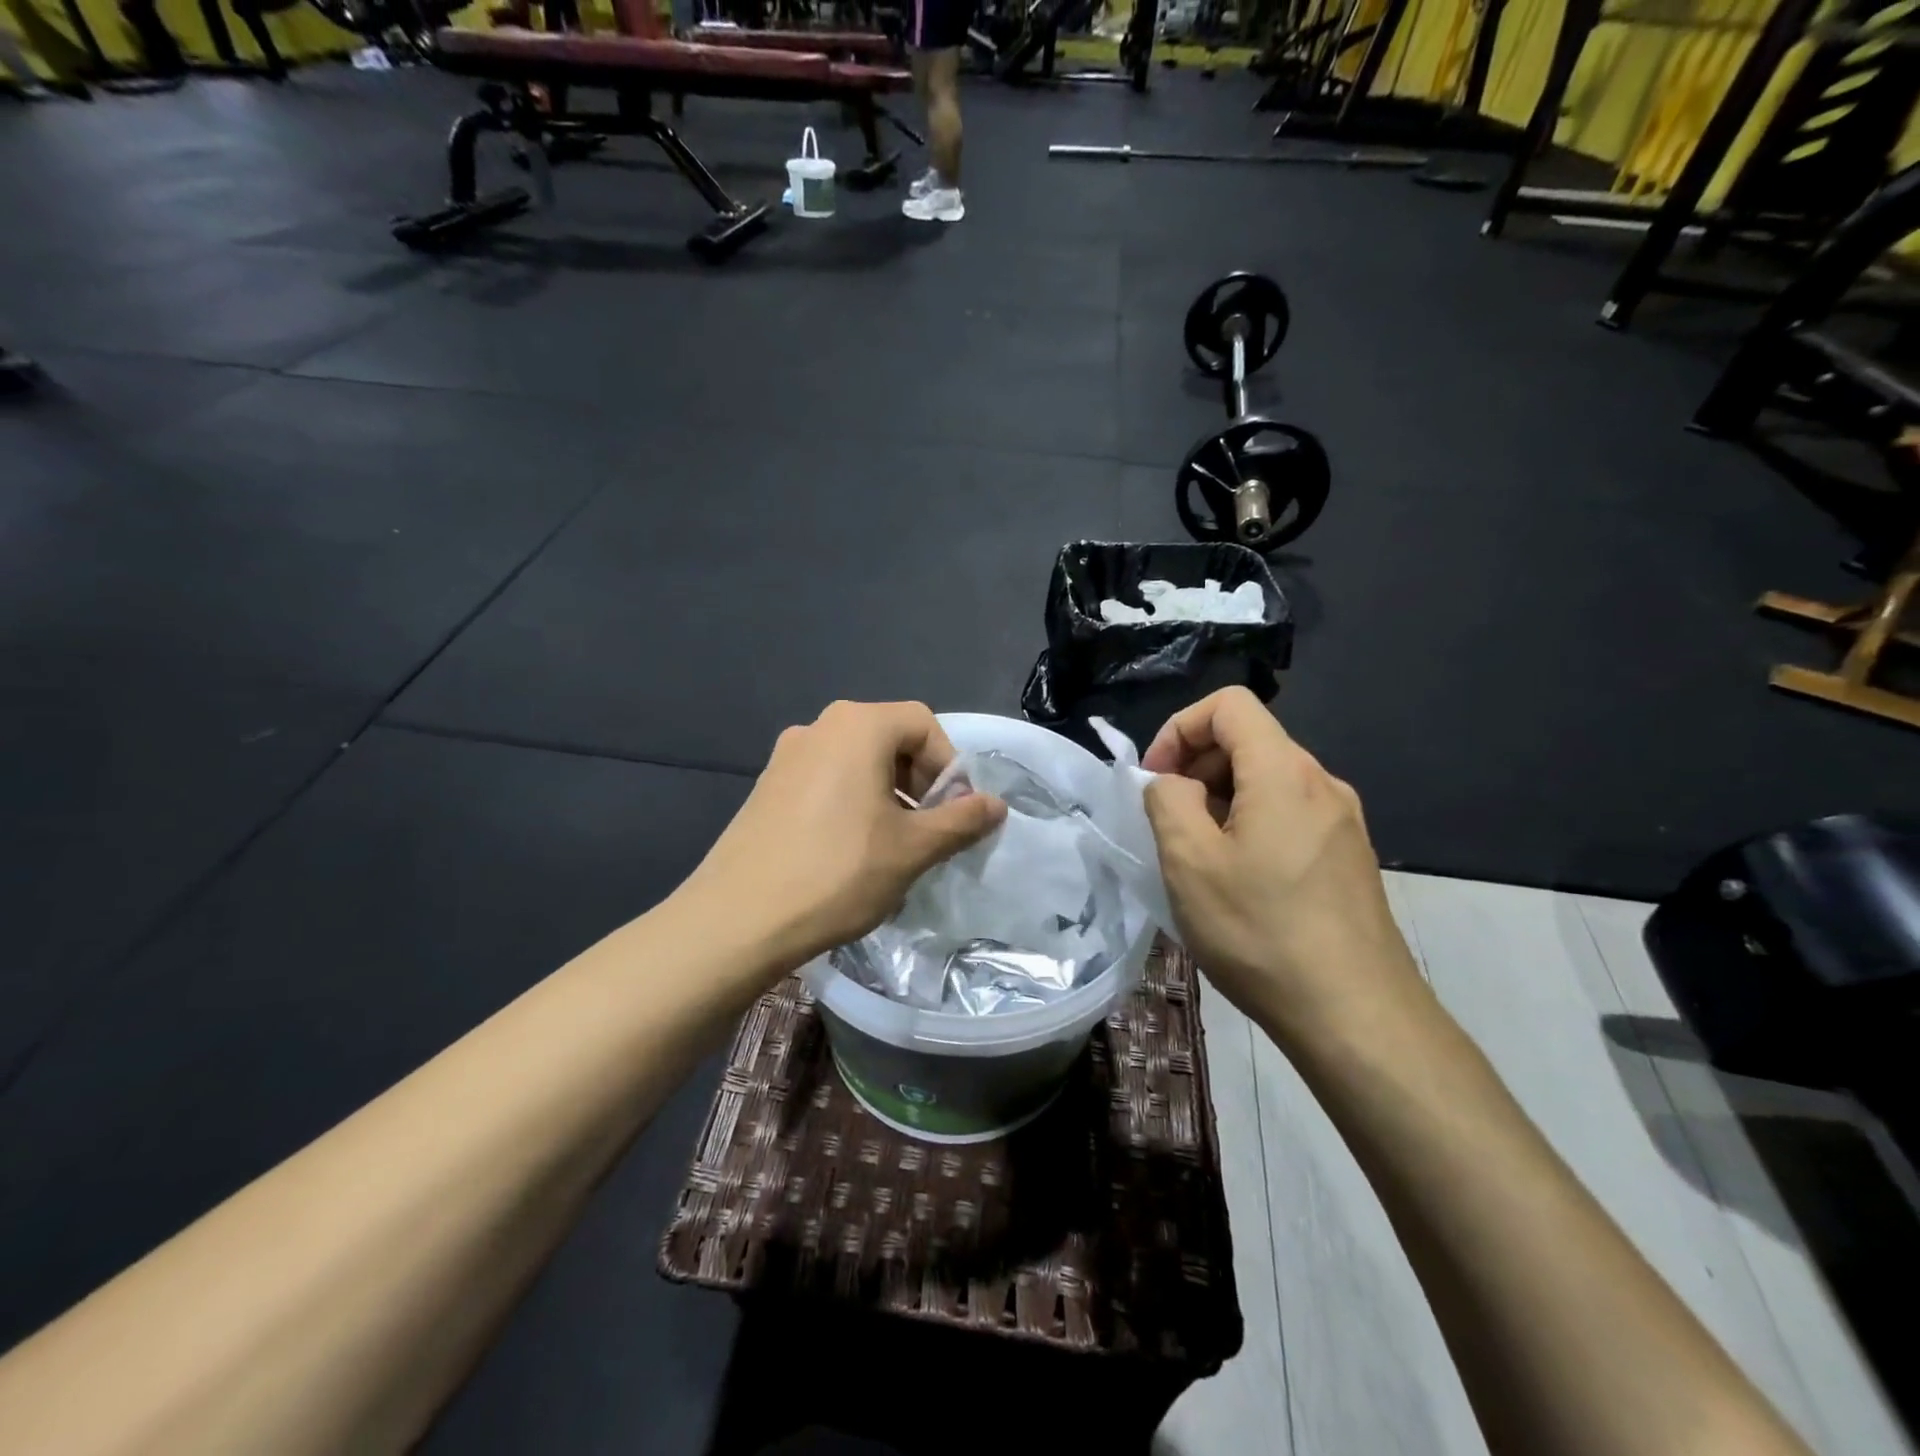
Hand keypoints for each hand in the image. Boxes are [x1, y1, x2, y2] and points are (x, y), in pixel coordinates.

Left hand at [684, 701, 1005, 973]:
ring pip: (856, 762)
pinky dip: (851, 803)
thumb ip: (960, 821)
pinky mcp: (766, 787)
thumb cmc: (837, 874)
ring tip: (892, 846)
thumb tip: (996, 806)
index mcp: (857, 726)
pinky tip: (848, 852)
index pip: (923, 724)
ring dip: (887, 794)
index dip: (949, 765)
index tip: (952, 813)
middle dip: (919, 781)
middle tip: (927, 830)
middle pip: (889, 738)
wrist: (736, 920)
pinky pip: (825, 780)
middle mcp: (818, 727)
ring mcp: (786, 756)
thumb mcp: (912, 849)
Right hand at [1142, 688, 1422, 1045]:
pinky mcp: (1348, 856)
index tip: (1156, 779)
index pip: (1229, 704)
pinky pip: (1289, 814)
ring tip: (1199, 857)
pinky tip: (1238, 881)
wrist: (1357, 1016)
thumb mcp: (1189, 862)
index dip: (1179, 728)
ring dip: (1220, 800)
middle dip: (1196, 766)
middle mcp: (1322, 783)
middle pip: (1248, 740)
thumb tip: (1174, 783)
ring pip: (1267, 780)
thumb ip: (1167, 800)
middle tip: (1169, 823)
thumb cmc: (1262, 932)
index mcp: (1284, 772)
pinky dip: (1250, 825)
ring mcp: (1342, 820)